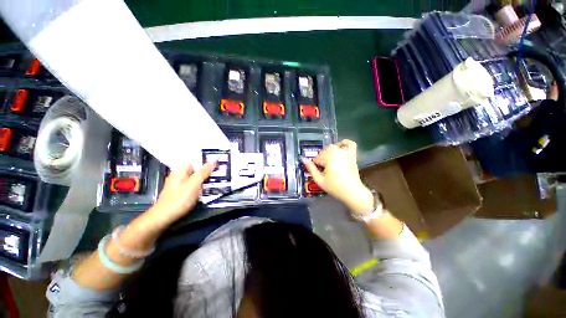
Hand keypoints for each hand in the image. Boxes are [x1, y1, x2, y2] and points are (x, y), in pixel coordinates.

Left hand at [147, 162, 216, 226]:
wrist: (165, 218)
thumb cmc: (179, 199)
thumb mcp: (194, 184)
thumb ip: (204, 172)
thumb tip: (213, 160)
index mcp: (181, 170)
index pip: (195, 159)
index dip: (207, 159)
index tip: (218, 159)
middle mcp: (180, 175)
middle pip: (197, 168)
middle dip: (209, 168)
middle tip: (222, 168)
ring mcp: (182, 184)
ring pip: (197, 177)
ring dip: (207, 177)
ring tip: (220, 176)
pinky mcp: (184, 192)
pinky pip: (196, 184)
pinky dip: (203, 184)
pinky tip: (211, 186)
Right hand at [302, 140, 373, 212]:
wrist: (353, 192)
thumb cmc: (335, 187)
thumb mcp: (319, 180)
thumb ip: (311, 168)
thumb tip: (303, 159)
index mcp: (328, 157)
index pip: (317, 157)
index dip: (315, 164)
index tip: (316, 170)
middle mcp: (336, 152)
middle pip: (324, 151)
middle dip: (321, 158)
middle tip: (322, 168)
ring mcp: (345, 152)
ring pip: (333, 147)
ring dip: (328, 152)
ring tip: (328, 161)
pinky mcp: (352, 155)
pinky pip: (350, 144)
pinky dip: (345, 143)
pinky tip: (340, 146)